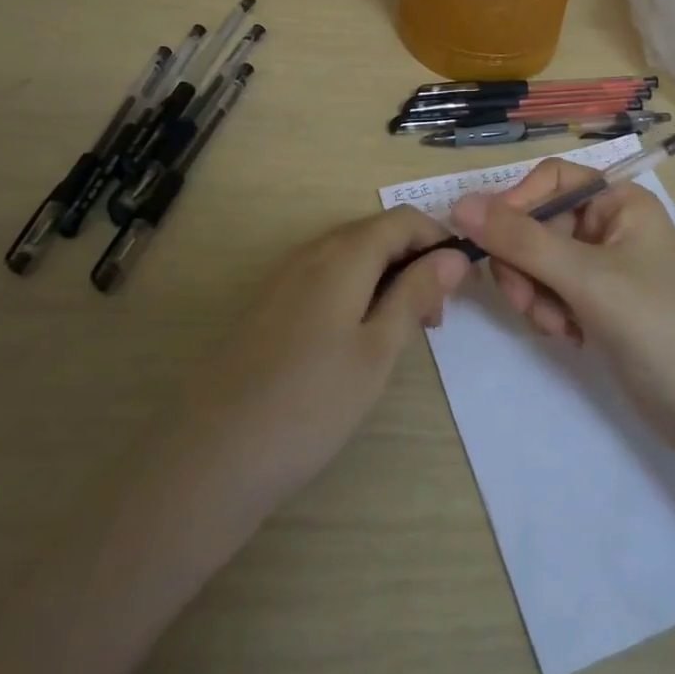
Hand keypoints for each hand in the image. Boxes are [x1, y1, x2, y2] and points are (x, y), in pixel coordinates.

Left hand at [173, 207, 469, 525]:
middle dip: (413, 261)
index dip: (438, 240)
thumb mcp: (378, 350)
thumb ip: (415, 294)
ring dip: (385, 277)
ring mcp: (283, 276)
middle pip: (375, 233)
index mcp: (342, 254)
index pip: (403, 219)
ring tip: (398, 333)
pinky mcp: (268, 303)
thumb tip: (453, 255)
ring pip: (350, 255)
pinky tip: (354, 339)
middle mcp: (310, 251)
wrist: (215, 455)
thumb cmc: (311, 403)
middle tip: (431, 320)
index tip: (459, 285)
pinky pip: (323, 276)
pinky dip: (353, 290)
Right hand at [450, 162, 674, 433]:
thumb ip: (521, 240)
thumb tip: (460, 204)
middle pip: (537, 223)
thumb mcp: (585, 277)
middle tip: (525, 301)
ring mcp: (603, 264)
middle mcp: (609, 224)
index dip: (516, 205)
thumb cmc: (655, 326)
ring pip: (537, 260)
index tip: (490, 243)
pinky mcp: (596, 300)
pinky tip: (571, 337)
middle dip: (525, 265)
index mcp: (619, 200)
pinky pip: (550, 289)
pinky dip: (549, 311)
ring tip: (558, 327)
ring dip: (535, 293)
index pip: (550, 180)